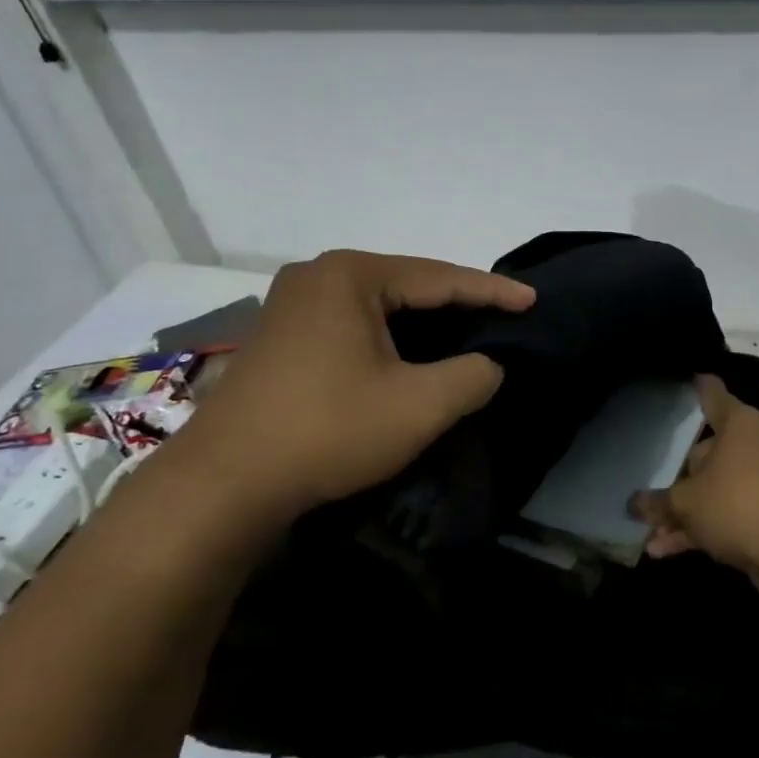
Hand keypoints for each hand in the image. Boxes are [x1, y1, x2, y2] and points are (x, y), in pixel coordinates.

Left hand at [163, 249, 534, 521]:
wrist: (224, 483)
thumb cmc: (328, 430)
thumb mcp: (419, 406)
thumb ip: (472, 376)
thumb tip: (488, 365)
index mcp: (350, 275)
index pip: (439, 277)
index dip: (492, 291)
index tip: (533, 301)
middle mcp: (318, 275)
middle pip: (407, 285)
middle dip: (457, 304)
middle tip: (504, 317)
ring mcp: (292, 304)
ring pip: (379, 307)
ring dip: (423, 324)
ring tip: (468, 333)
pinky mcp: (281, 336)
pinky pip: (353, 324)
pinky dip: (390, 338)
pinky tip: (411, 355)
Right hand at [630, 374, 758, 592]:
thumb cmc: (738, 503)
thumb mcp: (686, 503)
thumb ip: (658, 503)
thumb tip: (634, 504)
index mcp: (738, 424)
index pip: (713, 395)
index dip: (698, 387)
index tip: (688, 377)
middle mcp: (754, 445)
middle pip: (707, 453)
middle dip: (677, 477)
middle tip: (649, 486)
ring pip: (715, 491)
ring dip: (684, 514)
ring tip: (650, 535)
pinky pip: (727, 516)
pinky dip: (702, 530)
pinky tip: (666, 551)